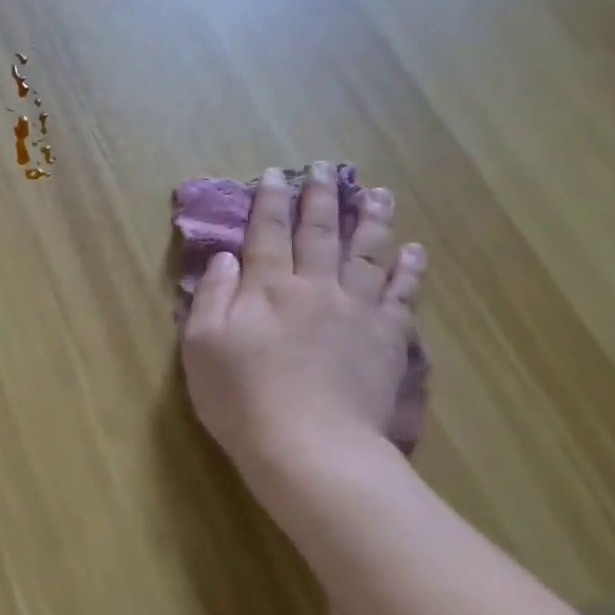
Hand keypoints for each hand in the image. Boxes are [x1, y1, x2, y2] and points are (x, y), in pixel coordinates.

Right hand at [181, 163, 425, 476]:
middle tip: (325, 167)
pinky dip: (408, 268)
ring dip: (370, 218)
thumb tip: (226, 258)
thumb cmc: (241, 398)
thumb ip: (212, 296)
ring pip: (366, 252)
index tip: (274, 173)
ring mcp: (355, 309)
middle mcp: (313, 286)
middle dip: (319, 196)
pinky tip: (414, 250)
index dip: (269, 201)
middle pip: (318, 231)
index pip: (266, 232)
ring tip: (375, 192)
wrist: (310, 447)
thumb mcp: (201, 346)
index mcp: (266, 287)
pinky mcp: (387, 337)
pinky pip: (401, 293)